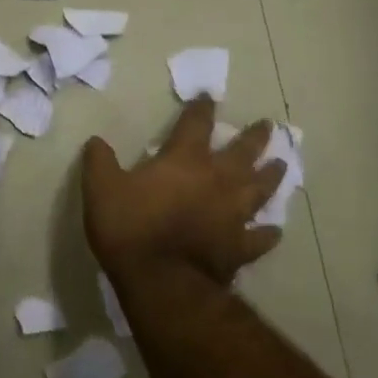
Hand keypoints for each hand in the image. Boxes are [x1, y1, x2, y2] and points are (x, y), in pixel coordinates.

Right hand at [83, 97, 283, 285]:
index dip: (202, 108)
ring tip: (282, 165)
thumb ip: (99, 161)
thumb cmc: (130, 227)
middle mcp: (216, 180)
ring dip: (271, 176)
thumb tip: (95, 141)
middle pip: (242, 152)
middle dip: (254, 137)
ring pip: (260, 189)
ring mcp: (233, 215)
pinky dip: (268, 233)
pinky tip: (275, 231)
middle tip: (268, 126)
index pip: (196, 124)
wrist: (160, 280)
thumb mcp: (101, 188)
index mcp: (184, 160)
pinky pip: (260, 238)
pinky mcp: (239, 247)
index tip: (209, 97)